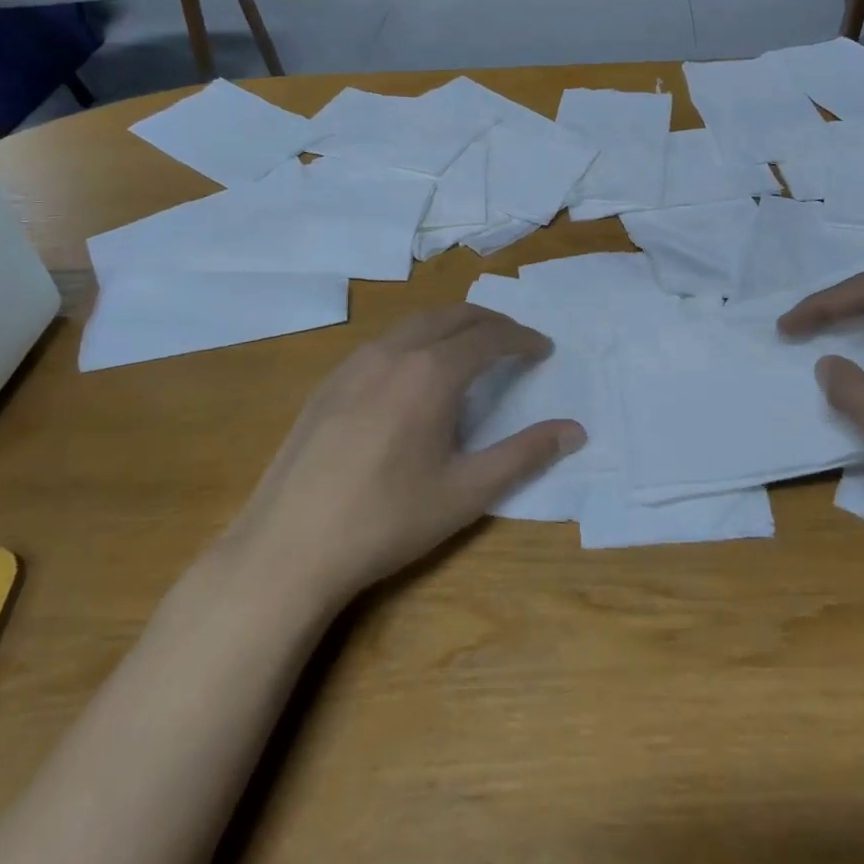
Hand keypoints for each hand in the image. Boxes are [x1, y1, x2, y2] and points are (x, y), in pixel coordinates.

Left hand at [229, 305, 585, 605]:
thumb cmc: (387, 520)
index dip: (522, 339)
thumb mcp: (467, 492)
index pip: (489, 337)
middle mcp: (393, 353)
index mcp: (431, 373)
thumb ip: (524, 454)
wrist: (288, 547)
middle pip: (452, 316)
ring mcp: (354, 363)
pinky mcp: (328, 382)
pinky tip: (415, 376)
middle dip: (490, 322)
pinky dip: (417, 341)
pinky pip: (385, 342)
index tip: (543, 349)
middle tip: (515, 342)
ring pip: (415, 324)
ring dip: (452, 326)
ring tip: (471, 350)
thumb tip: (574, 430)